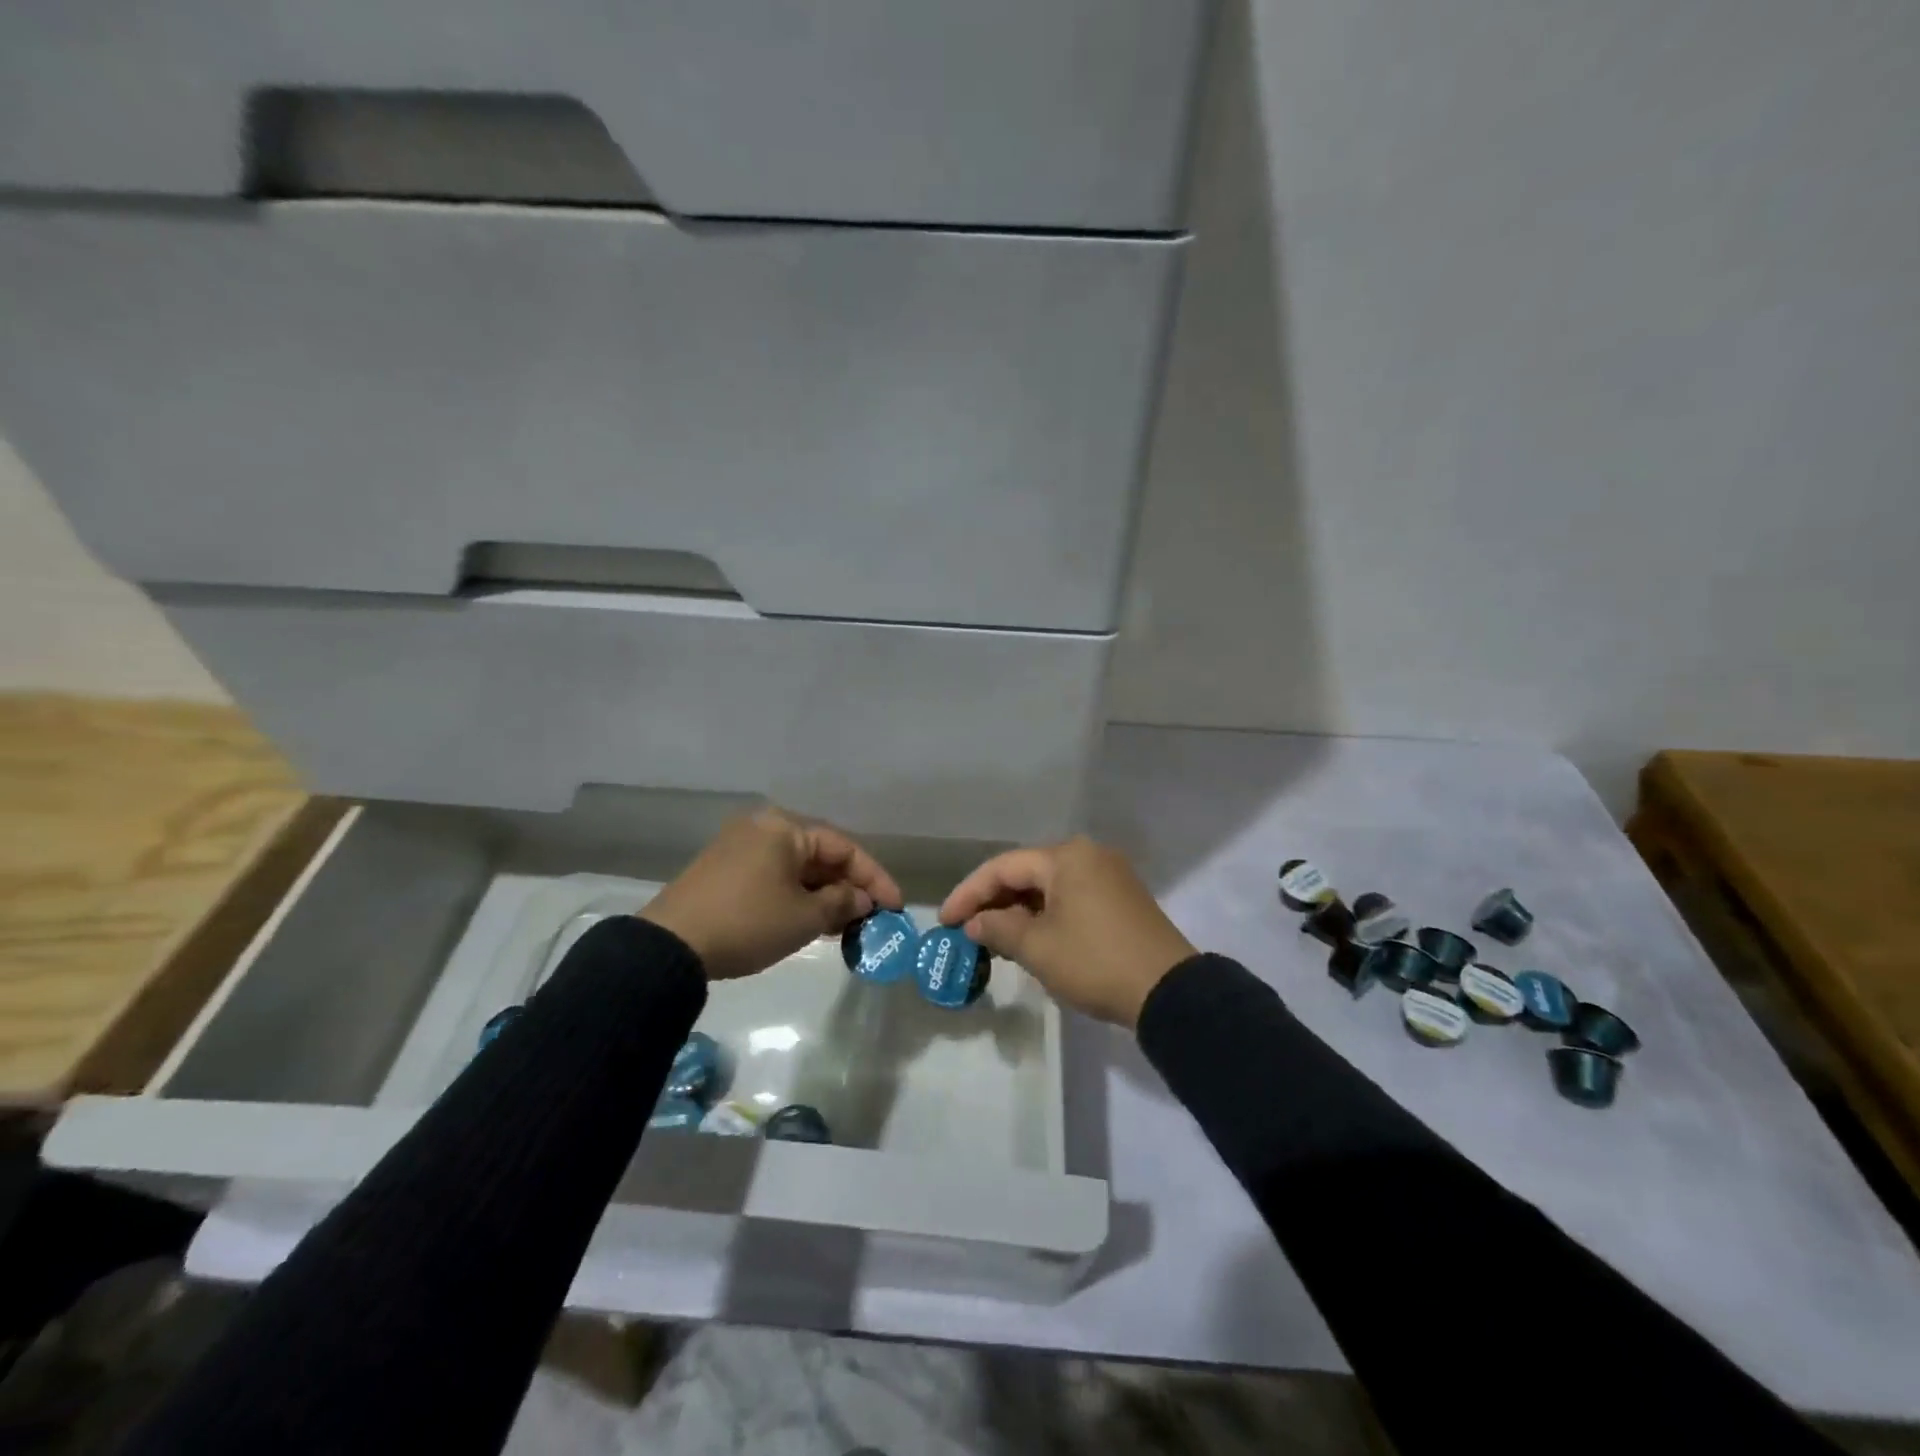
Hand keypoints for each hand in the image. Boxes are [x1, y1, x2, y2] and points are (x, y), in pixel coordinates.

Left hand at [641, 808, 902, 980]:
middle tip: (871, 917)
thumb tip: (862, 900)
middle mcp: (763, 827)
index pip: (844, 847)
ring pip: (797, 867)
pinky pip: (775, 876)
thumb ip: (841, 903)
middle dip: (848, 886)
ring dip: (824, 893)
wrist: (670, 947)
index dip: (874, 877)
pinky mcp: (724, 869)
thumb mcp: (804, 917)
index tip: (895, 906)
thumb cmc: (747, 922)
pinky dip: (797, 895)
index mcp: (784, 827)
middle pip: (820, 854)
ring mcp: (740, 847)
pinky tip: (811, 919)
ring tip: (846, 924)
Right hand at [938, 836, 1195, 1027]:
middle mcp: (1088, 855)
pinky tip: (1029, 938)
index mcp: (1066, 857)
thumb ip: (998, 928)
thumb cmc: (1095, 962)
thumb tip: (974, 923)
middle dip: (993, 902)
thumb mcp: (1038, 947)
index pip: (1003, 867)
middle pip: (1027, 873)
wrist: (1169, 992)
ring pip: (1049, 887)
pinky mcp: (1121, 899)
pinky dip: (1045, 915)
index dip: (968, 893)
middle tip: (965, 930)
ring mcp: (1109, 875)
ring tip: (992, 939)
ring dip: (1018, 911)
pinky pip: (1070, 898)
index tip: (943, 920)